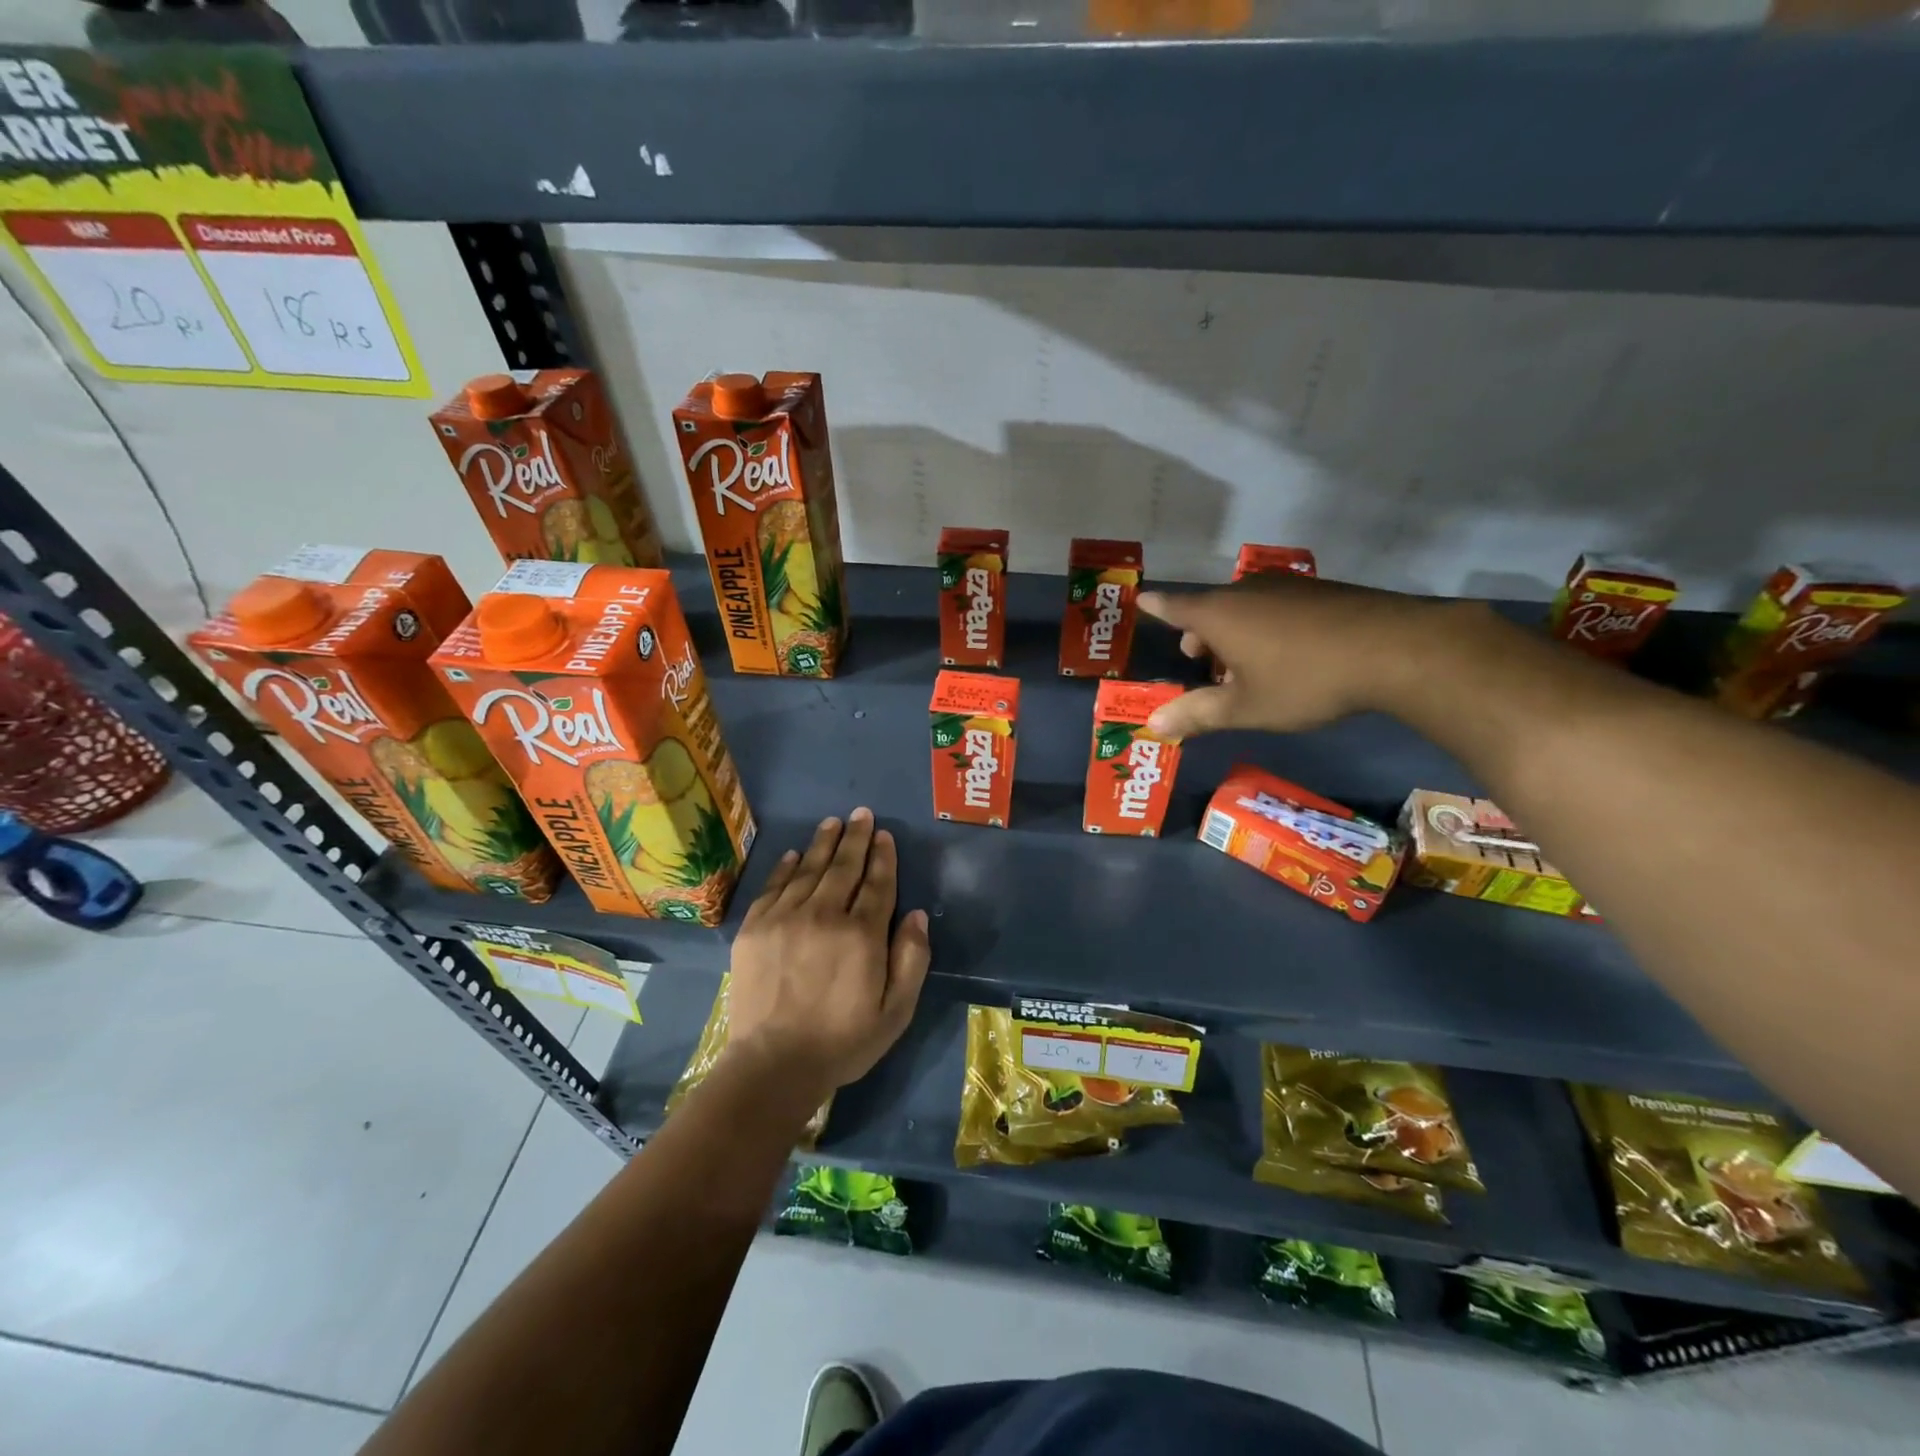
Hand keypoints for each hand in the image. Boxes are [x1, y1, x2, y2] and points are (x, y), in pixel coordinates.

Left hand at [723, 808, 930, 1112]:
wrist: (773, 1065)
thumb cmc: (843, 1042)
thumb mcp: (896, 1011)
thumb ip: (912, 959)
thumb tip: (917, 914)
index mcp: (862, 934)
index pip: (877, 883)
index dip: (883, 857)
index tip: (885, 835)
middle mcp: (824, 915)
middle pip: (843, 867)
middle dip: (856, 838)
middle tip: (861, 814)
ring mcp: (785, 918)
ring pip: (808, 869)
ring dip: (823, 843)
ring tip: (833, 823)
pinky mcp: (755, 928)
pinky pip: (773, 886)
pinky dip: (785, 867)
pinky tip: (793, 854)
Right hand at [1137, 576, 1468, 738]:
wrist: (1394, 649)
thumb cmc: (1303, 680)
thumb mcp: (1246, 707)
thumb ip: (1197, 714)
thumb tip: (1153, 724)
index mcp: (1219, 615)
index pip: (1174, 607)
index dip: (1156, 607)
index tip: (1142, 600)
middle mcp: (1246, 591)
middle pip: (1210, 609)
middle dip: (1201, 636)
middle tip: (1204, 666)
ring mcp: (1286, 587)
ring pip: (1244, 608)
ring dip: (1235, 635)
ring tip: (1247, 670)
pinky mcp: (1319, 591)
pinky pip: (1275, 606)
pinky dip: (1266, 627)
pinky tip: (1289, 656)